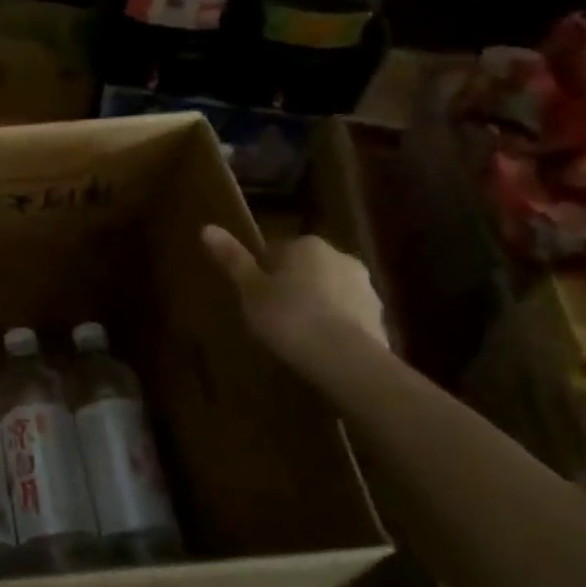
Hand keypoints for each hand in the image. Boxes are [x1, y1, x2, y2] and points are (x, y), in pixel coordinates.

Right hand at [201, 227, 385, 360]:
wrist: (345, 359)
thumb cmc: (288, 317)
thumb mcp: (250, 290)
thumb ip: (232, 259)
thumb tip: (207, 227)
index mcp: (306, 245)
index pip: (276, 250)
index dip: (262, 273)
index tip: (253, 296)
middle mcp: (339, 256)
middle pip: (306, 268)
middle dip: (292, 286)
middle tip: (271, 315)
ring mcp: (364, 286)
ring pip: (329, 290)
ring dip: (316, 305)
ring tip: (296, 335)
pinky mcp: (379, 316)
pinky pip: (347, 315)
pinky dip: (335, 325)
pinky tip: (319, 348)